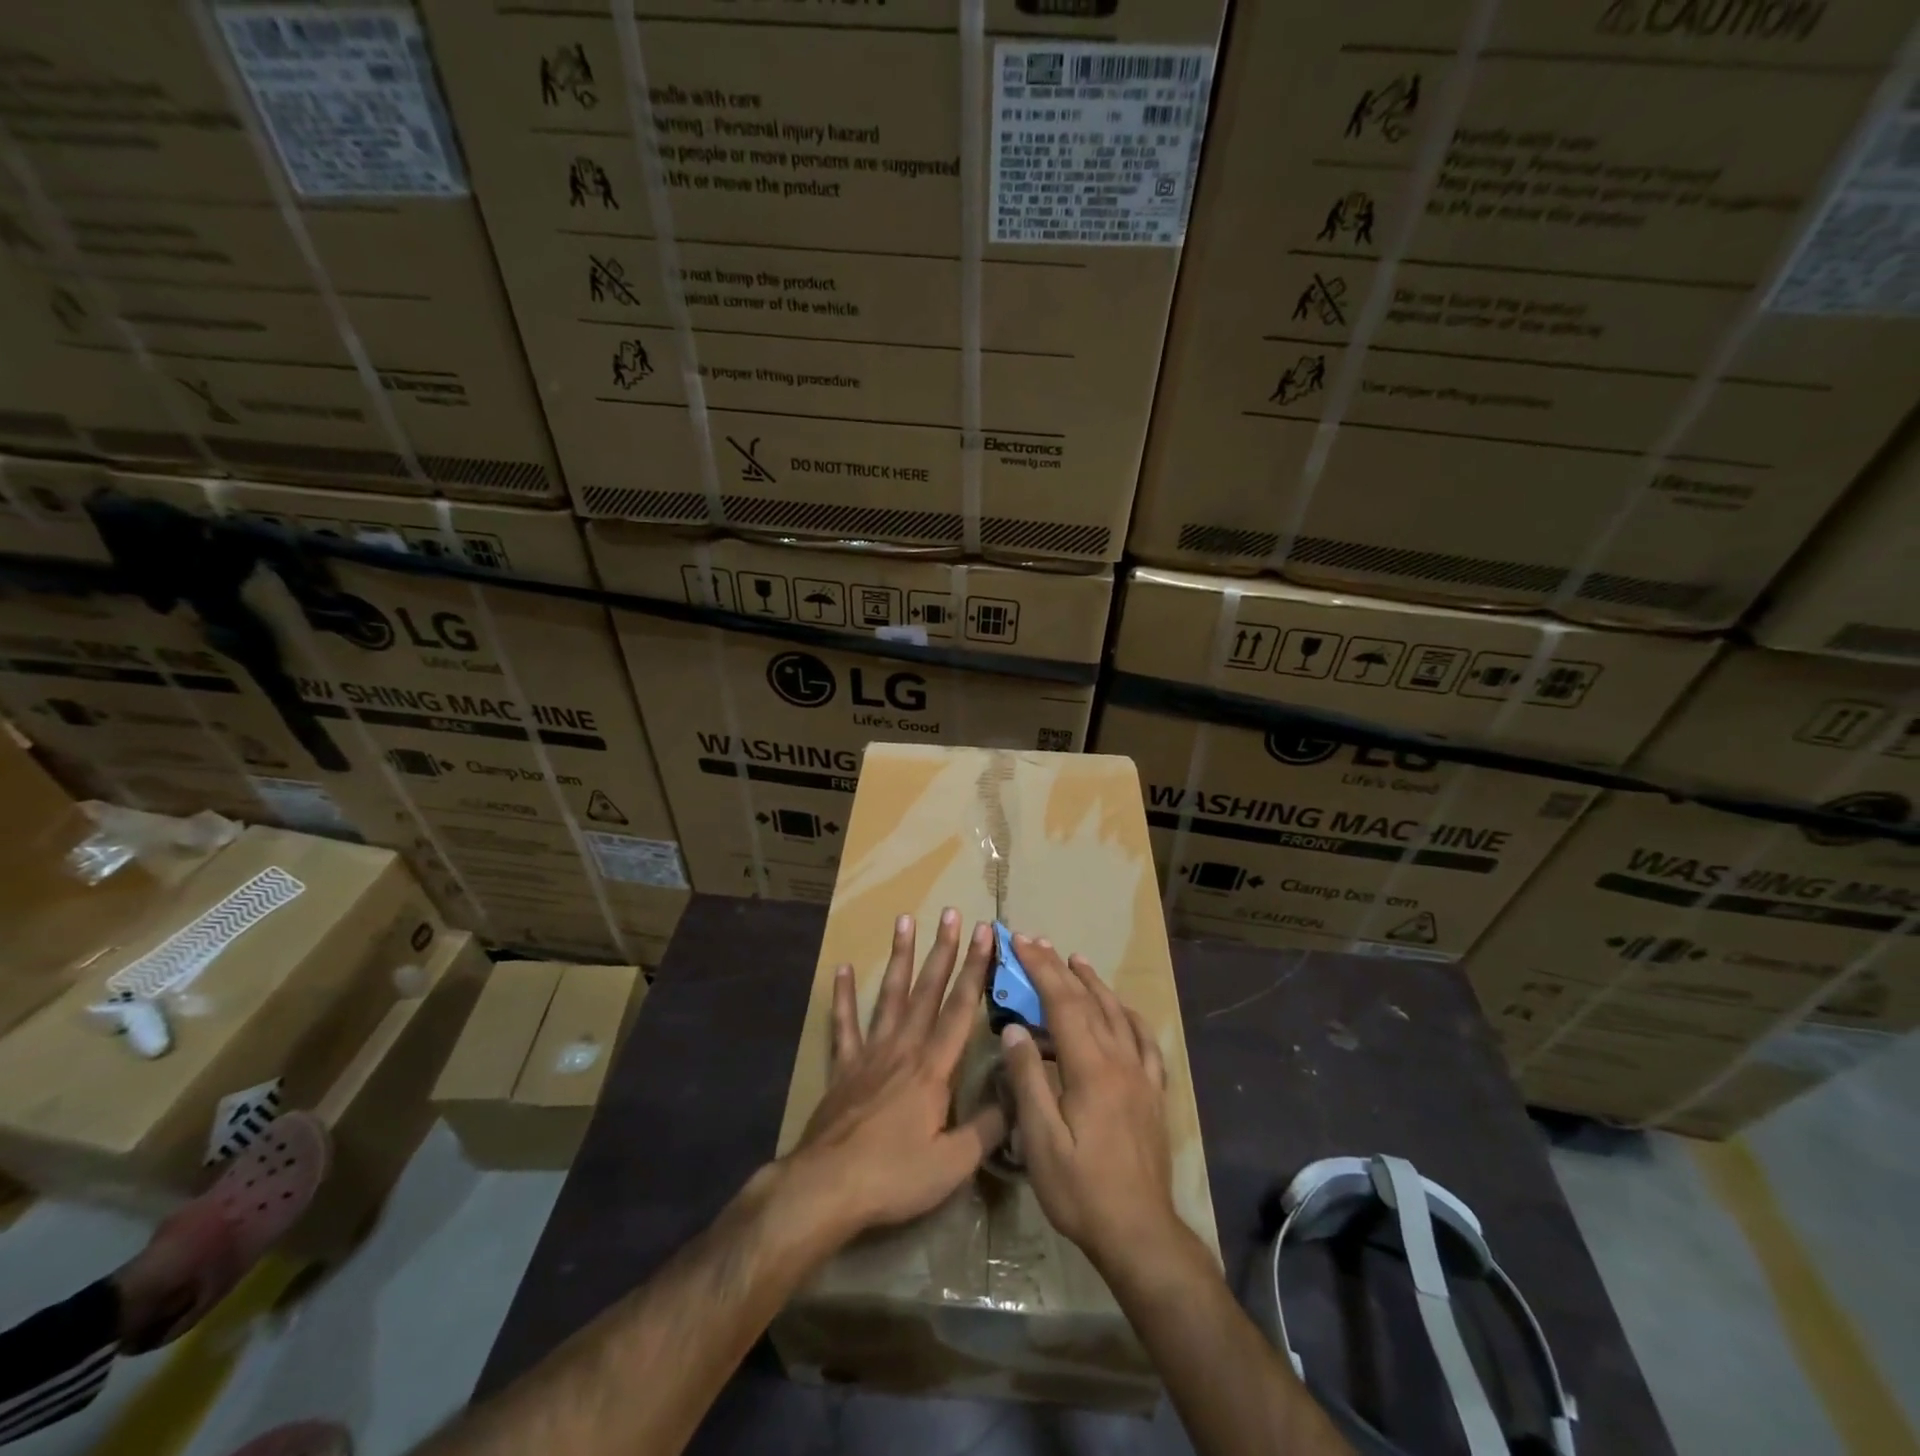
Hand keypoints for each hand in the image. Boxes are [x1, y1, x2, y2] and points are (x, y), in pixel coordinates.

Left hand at [782, 910, 1005, 1244]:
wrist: (827, 1187)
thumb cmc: (894, 1175)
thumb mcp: (953, 1163)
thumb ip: (989, 1128)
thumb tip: (1017, 1094)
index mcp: (933, 1067)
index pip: (960, 1008)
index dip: (976, 968)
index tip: (986, 932)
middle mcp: (904, 1048)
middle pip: (927, 990)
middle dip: (942, 950)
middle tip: (950, 912)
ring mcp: (870, 1053)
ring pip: (890, 995)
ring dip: (900, 957)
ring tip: (904, 920)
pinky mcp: (843, 1067)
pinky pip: (844, 1025)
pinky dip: (844, 997)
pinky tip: (843, 969)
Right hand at [998, 935, 1183, 1271]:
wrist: (1140, 1233)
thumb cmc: (1082, 1191)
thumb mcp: (1041, 1141)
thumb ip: (1029, 1080)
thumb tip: (1014, 1029)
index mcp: (1090, 1069)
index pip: (1062, 1004)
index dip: (1040, 969)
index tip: (1020, 943)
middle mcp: (1119, 1061)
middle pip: (1088, 1002)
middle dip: (1059, 968)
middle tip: (1037, 942)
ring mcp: (1141, 1076)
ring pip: (1118, 1014)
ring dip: (1094, 984)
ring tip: (1076, 960)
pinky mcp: (1153, 1094)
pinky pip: (1144, 1041)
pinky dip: (1129, 1016)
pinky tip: (1123, 1010)